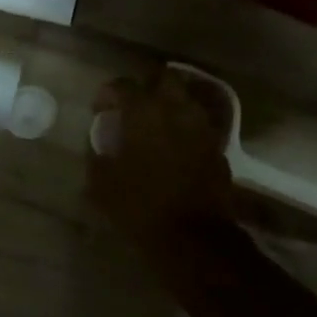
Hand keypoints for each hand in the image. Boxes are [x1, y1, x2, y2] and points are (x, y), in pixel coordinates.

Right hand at [87, 67, 235, 253]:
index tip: (98, 109)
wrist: (193, 238)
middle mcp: (177, 110)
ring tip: (154, 126)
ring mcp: (202, 128)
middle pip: (164, 79)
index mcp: (144, 112)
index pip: (123, 86)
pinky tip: (174, 148)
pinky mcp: (218, 148)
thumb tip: (99, 148)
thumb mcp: (103, 185)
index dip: (107, 93)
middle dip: (147, 86)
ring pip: (185, 101)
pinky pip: (198, 127)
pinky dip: (185, 130)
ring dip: (169, 106)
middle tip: (132, 106)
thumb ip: (98, 158)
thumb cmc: (140, 207)